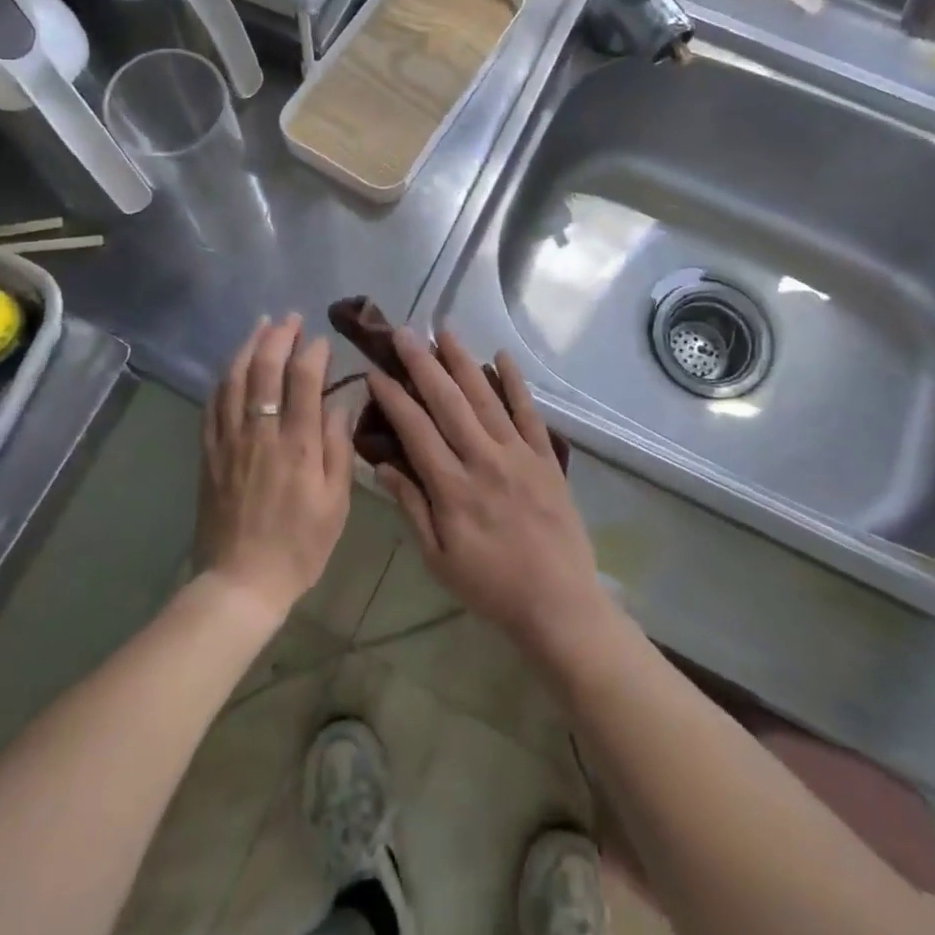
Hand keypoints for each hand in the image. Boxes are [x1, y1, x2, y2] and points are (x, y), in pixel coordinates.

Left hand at [199, 314, 353, 620]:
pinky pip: (212, 404)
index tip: (322, 341)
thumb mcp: (336, 504)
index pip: (303, 380)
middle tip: (291, 318)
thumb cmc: (299, 546)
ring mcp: (229, 440)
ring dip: (248, 347)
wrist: (241, 582)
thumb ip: (338, 449)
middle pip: (265, 369)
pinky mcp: (209, 452)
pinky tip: (232, 367)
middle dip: (279, 336)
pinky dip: (224, 378)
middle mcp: (260, 432)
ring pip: (234, 379)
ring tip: (261, 326)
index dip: (313, 352)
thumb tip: (339, 404)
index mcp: (297, 444)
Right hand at [367, 330, 616, 666]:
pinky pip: (529, 412)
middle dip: (423, 364)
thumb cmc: (491, 586)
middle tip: (404, 333)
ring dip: (463, 362)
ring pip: (485, 398)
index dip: (393, 397)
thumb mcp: (438, 558)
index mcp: (452, 488)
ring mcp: (518, 454)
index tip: (375, 371)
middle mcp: (483, 460)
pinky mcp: (545, 457)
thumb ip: (411, 508)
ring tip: (444, 331)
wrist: (558, 603)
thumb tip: (381, 464)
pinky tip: (502, 356)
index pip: (415, 430)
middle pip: (448, 402)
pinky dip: (515, 382)